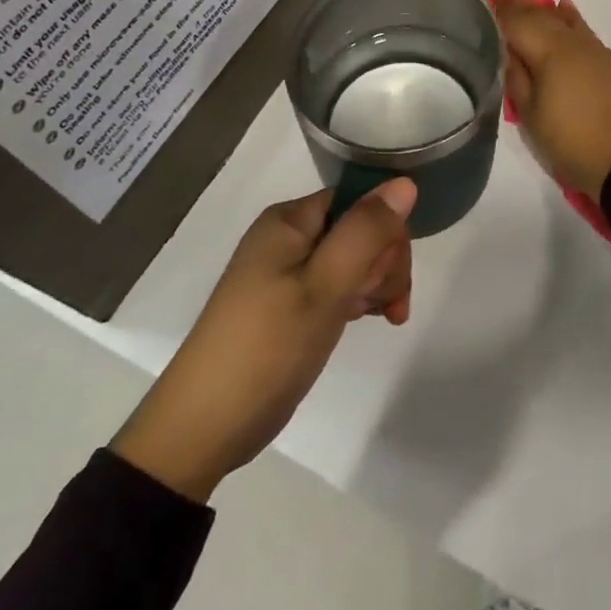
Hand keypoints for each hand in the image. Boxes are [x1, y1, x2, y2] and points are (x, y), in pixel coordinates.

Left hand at [111, 179, 414, 501]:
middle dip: (384, 263)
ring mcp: (288, 272)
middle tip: (383, 305)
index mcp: (290, 221)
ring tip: (378, 318)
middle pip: (360, 228)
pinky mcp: (290, 304)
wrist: (205, 427)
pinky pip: (338, 284)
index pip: (359, 200)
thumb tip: (405, 182)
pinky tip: (366, 321)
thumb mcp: (325, 286)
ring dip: (376, 284)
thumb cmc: (268, 347)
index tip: (388, 275)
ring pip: (354, 258)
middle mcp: (288, 237)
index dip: (385, 231)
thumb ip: (366, 231)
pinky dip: (358, 299)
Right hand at [494, 0, 610, 197]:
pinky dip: (570, 17)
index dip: (497, 9)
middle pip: (539, 15)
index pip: (516, 20)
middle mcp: (572, 41)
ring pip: (562, 20)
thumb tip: (506, 49)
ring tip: (521, 6)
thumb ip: (516, 76)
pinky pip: (583, 30)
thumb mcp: (530, 115)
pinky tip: (564, 8)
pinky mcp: (609, 61)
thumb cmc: (570, 142)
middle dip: (516, 6)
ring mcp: (594, 49)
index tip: (480, 0)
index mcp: (549, 51)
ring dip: (540, 11)